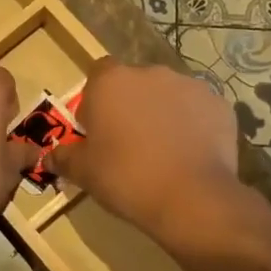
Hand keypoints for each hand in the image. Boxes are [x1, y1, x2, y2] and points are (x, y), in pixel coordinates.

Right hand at [47, 60, 252, 251]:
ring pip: (167, 95)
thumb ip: (64, 158)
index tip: (97, 129)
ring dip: (161, 113)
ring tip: (162, 151)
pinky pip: (197, 110)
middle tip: (127, 143)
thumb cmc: (125, 177)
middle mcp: (150, 73)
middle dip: (129, 106)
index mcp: (111, 81)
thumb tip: (51, 157)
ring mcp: (189, 86)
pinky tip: (189, 154)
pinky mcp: (220, 105)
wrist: (191, 198)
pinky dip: (192, 125)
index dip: (95, 100)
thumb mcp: (83, 172)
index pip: (97, 74)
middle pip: (134, 84)